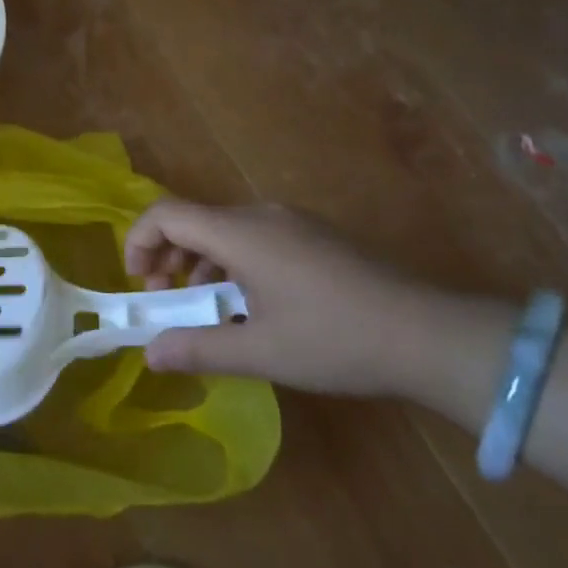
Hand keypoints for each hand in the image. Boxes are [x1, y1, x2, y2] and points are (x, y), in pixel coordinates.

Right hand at [124, 200, 443, 394]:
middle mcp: (261, 215)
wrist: (429, 334)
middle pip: (194, 221)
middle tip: (169, 305)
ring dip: (201, 266)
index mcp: (241, 233)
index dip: (139, 241)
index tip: (140, 286)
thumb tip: (150, 353)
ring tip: (210, 314)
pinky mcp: (315, 236)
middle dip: (168, 259)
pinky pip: (255, 239)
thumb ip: (198, 347)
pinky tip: (253, 307)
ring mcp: (292, 222)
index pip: (167, 214)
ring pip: (225, 231)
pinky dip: (233, 265)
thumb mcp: (261, 351)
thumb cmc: (335, 340)